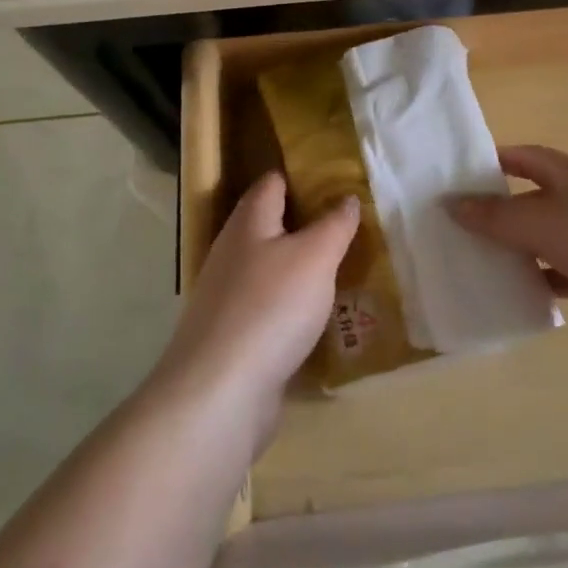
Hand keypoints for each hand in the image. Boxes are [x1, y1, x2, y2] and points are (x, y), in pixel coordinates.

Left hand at [157, 172, 357, 438]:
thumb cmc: (271, 307)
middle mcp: (232, 253)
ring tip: (340, 267)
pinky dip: (291, 304)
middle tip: (347, 223)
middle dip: (303, 222)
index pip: (271, 184)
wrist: (220, 391)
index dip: (299, 176)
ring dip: (299, 266)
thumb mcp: (315, 257)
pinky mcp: (233, 335)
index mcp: (248, 224)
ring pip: (269, 268)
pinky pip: (268, 306)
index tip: (334, 177)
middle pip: (268, 225)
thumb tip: (347, 197)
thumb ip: (334, 225)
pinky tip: (316, 315)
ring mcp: (228, 297)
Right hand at [450, 145, 567, 356]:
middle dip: (497, 210)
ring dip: (514, 249)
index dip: (492, 162)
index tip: (455, 179)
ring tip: (472, 262)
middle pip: (532, 198)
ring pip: (544, 239)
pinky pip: (560, 274)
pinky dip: (537, 281)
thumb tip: (452, 204)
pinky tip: (510, 294)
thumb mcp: (544, 222)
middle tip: (454, 226)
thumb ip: (497, 215)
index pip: (524, 157)